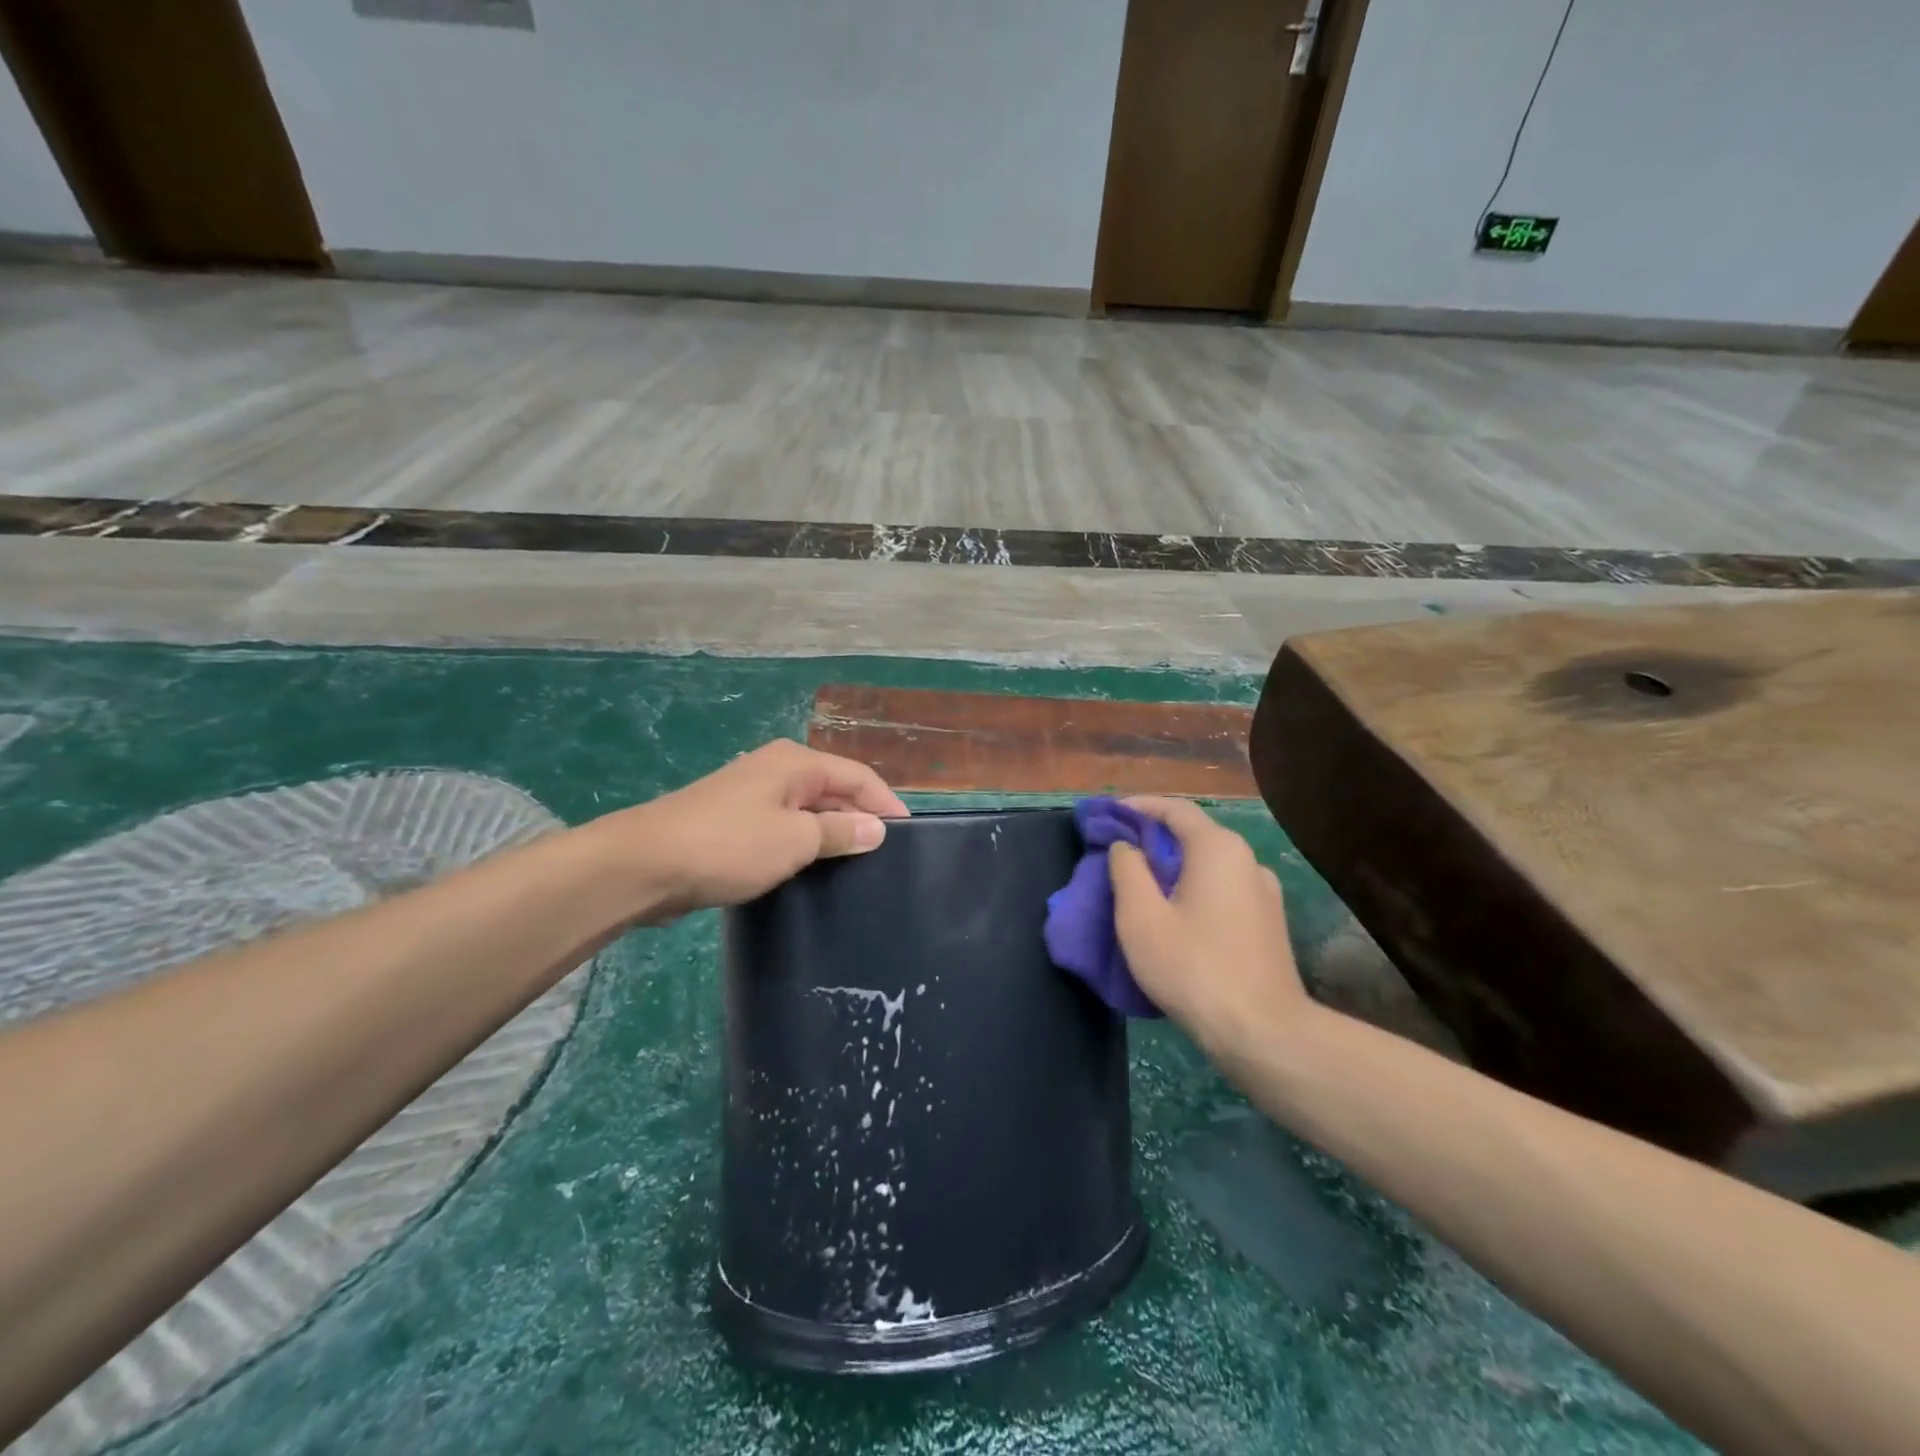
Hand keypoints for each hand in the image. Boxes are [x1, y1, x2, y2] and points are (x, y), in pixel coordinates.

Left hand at [592, 740, 908, 921]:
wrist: (645, 864)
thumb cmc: (729, 844)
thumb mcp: (795, 839)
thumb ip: (840, 831)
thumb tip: (876, 828)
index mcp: (796, 762)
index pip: (858, 776)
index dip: (886, 804)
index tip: (909, 837)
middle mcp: (777, 769)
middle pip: (834, 790)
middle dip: (860, 820)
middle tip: (884, 860)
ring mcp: (752, 795)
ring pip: (808, 811)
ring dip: (831, 835)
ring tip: (856, 870)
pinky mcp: (734, 822)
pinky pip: (783, 828)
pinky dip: (802, 845)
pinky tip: (812, 872)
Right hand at [1108, 797, 1308, 1056]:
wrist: (1264, 1033)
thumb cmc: (1194, 968)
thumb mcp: (1141, 918)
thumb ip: (1127, 871)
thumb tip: (1126, 847)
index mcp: (1218, 849)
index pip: (1175, 809)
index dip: (1140, 807)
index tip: (1111, 813)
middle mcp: (1248, 860)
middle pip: (1195, 835)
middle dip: (1155, 838)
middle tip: (1120, 853)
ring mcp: (1264, 893)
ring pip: (1210, 865)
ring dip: (1176, 866)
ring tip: (1144, 886)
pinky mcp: (1270, 922)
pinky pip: (1224, 889)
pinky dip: (1195, 888)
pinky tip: (1178, 915)